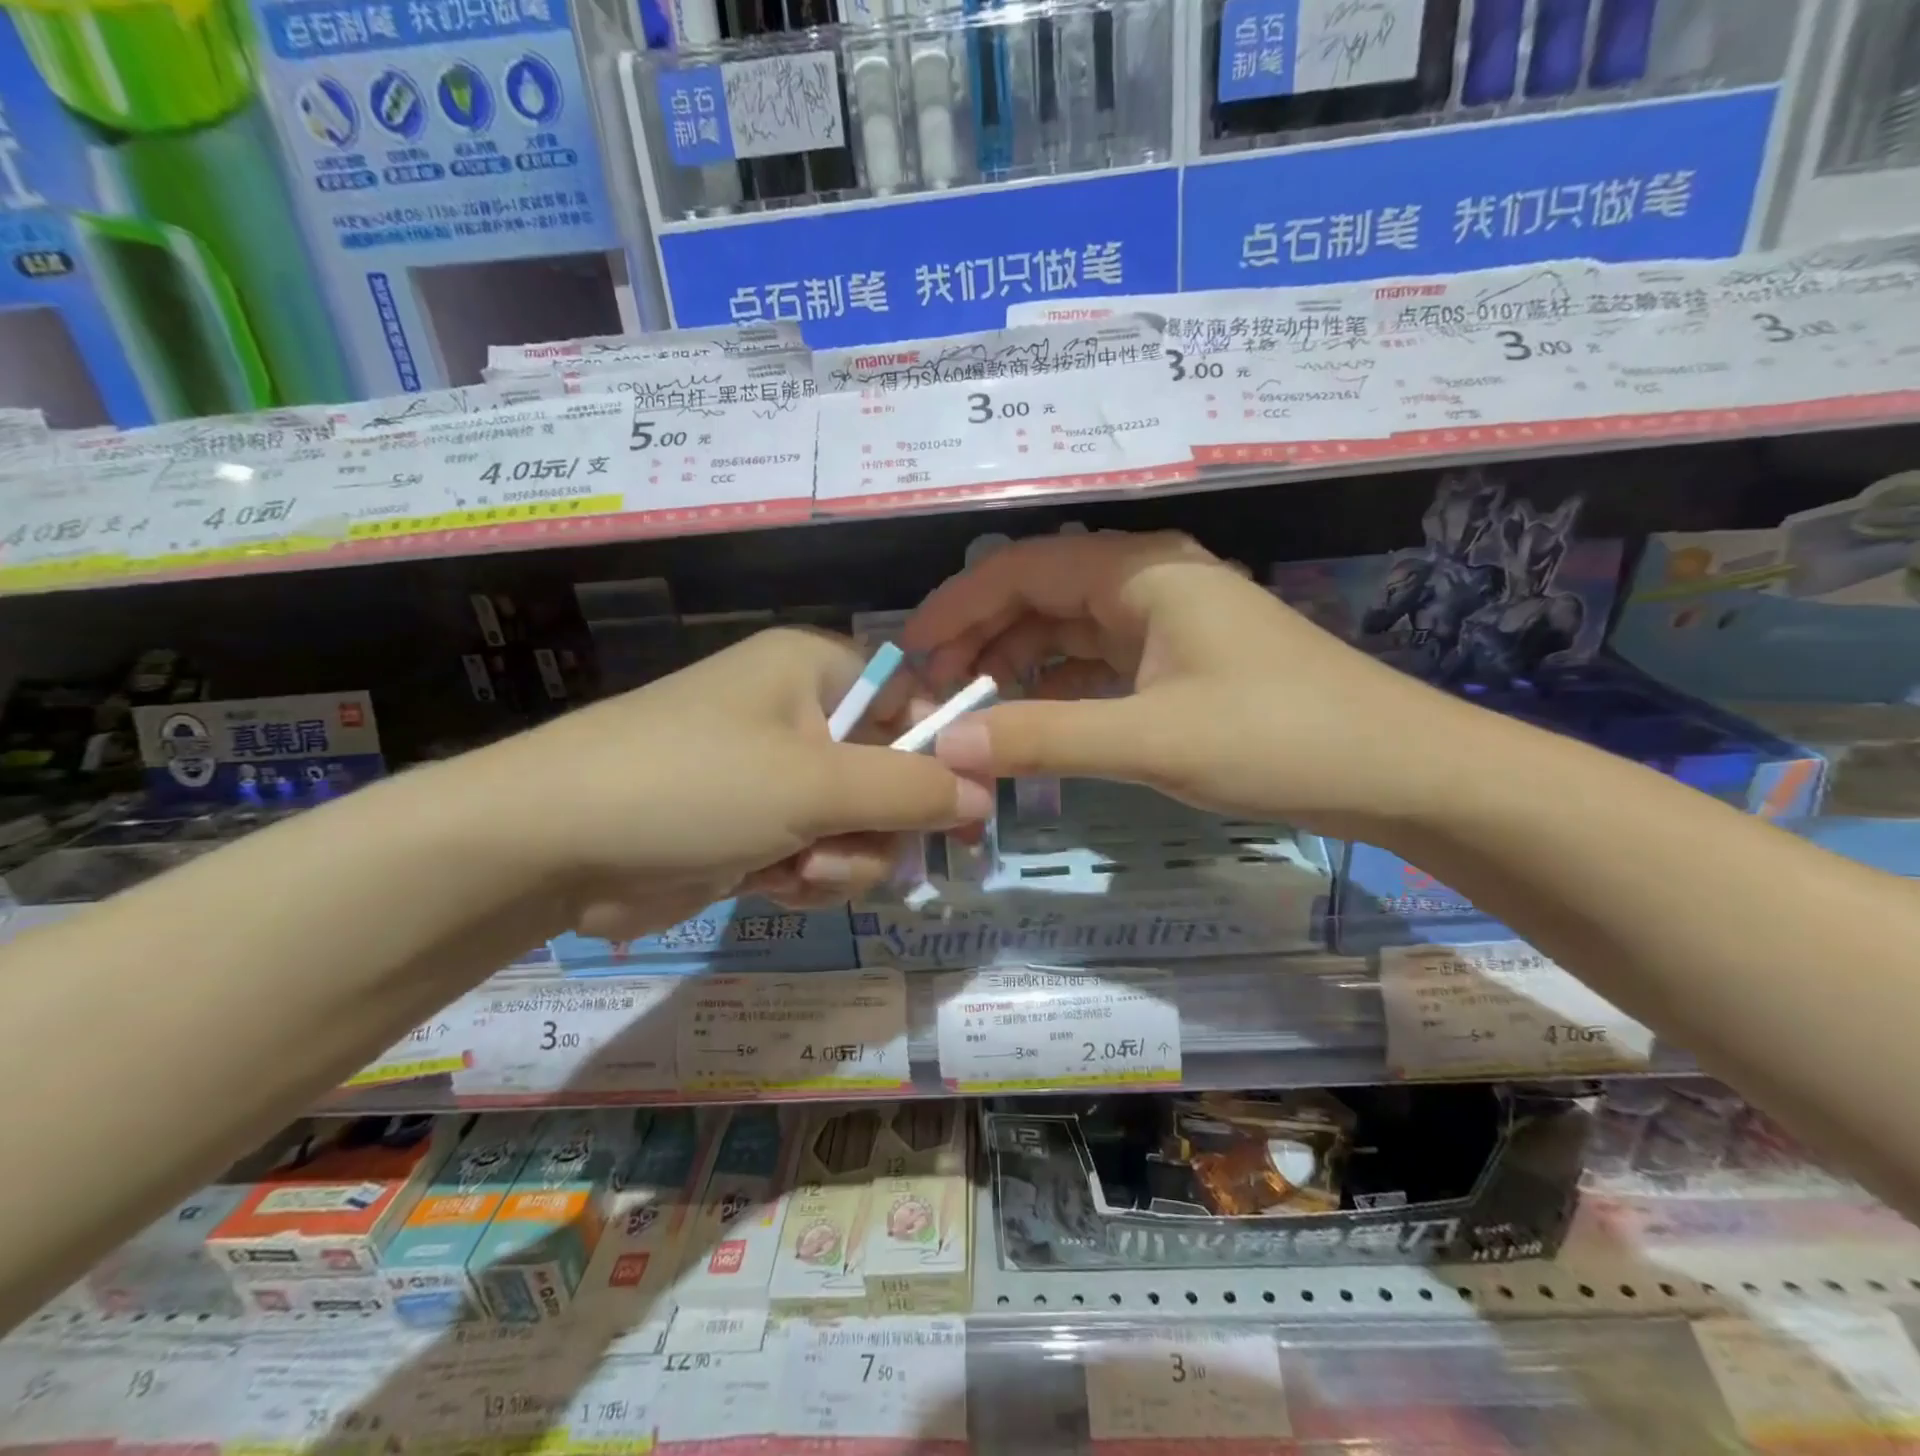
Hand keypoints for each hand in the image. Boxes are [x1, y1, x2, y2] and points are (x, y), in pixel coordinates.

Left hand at [464, 627, 991, 939]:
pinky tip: (771, 884)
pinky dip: (806, 876)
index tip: (968, 809)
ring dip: (842, 859)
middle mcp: (799, 714)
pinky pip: (816, 853)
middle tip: (856, 849)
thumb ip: (911, 790)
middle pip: (890, 771)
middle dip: (878, 824)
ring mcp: (774, 775)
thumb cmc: (693, 785)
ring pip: (857, 824)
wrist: (551, 846)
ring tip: (797, 871)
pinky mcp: (751, 827)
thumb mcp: (816, 785)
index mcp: (815, 669)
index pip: (913, 697)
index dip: (944, 751)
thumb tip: (985, 793)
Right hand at [902, 530, 1458, 835]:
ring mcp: (1164, 623)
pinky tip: (1030, 721)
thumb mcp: (1151, 739)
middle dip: (980, 639)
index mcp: (1139, 571)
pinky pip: (1095, 664)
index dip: (957, 606)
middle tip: (934, 694)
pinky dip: (1055, 689)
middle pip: (1037, 595)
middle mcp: (1146, 582)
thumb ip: (1045, 738)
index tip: (910, 653)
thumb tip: (950, 746)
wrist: (1398, 770)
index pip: (1020, 569)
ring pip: (1065, 631)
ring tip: (970, 712)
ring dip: (1015, 666)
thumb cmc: (1279, 739)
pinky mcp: (1178, 663)